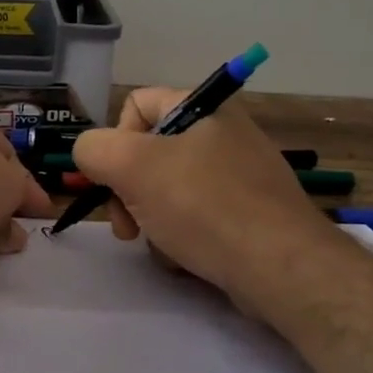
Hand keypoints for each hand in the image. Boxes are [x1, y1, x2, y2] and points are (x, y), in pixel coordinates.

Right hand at [72, 87, 334, 309]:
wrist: (281, 268)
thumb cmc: (204, 206)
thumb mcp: (132, 167)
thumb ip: (94, 149)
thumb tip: (90, 154)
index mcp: (203, 107)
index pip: (136, 104)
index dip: (115, 141)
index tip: (115, 180)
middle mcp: (224, 133)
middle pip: (150, 152)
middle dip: (129, 191)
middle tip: (127, 227)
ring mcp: (241, 174)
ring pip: (169, 188)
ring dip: (152, 218)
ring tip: (162, 245)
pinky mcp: (250, 213)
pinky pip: (198, 215)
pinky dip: (182, 235)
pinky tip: (186, 257)